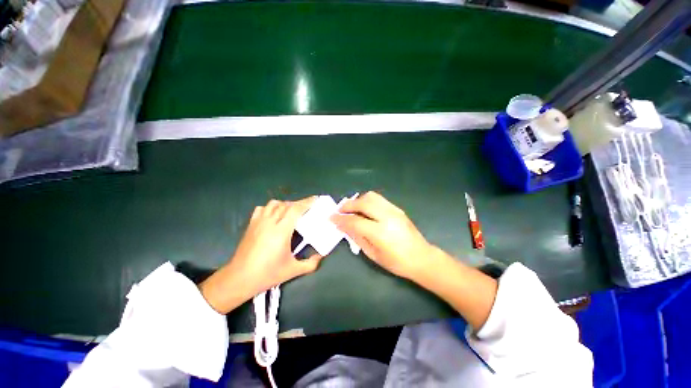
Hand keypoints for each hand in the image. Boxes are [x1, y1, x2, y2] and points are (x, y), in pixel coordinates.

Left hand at [200, 197, 322, 313]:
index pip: (295, 209)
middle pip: (286, 205)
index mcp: (281, 231)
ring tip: (291, 211)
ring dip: (285, 204)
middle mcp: (270, 222)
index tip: (315, 199)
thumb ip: (310, 264)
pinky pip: (262, 209)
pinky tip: (274, 215)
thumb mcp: (292, 271)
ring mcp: (259, 222)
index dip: (306, 202)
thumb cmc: (267, 274)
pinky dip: (270, 208)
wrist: (239, 278)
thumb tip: (320, 257)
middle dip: (299, 203)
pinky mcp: (251, 225)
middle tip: (307, 208)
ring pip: (274, 204)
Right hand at [330, 191, 434, 279]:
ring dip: (358, 200)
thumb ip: (357, 237)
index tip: (331, 218)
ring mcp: (394, 210)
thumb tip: (343, 226)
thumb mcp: (373, 254)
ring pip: (371, 196)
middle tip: (339, 210)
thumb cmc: (397, 262)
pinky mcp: (397, 208)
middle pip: (363, 203)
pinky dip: (367, 201)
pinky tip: (363, 209)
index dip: (341, 219)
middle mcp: (387, 217)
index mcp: (380, 232)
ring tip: (351, 208)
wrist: (422, 257)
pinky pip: (378, 199)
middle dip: (348, 205)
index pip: (355, 221)